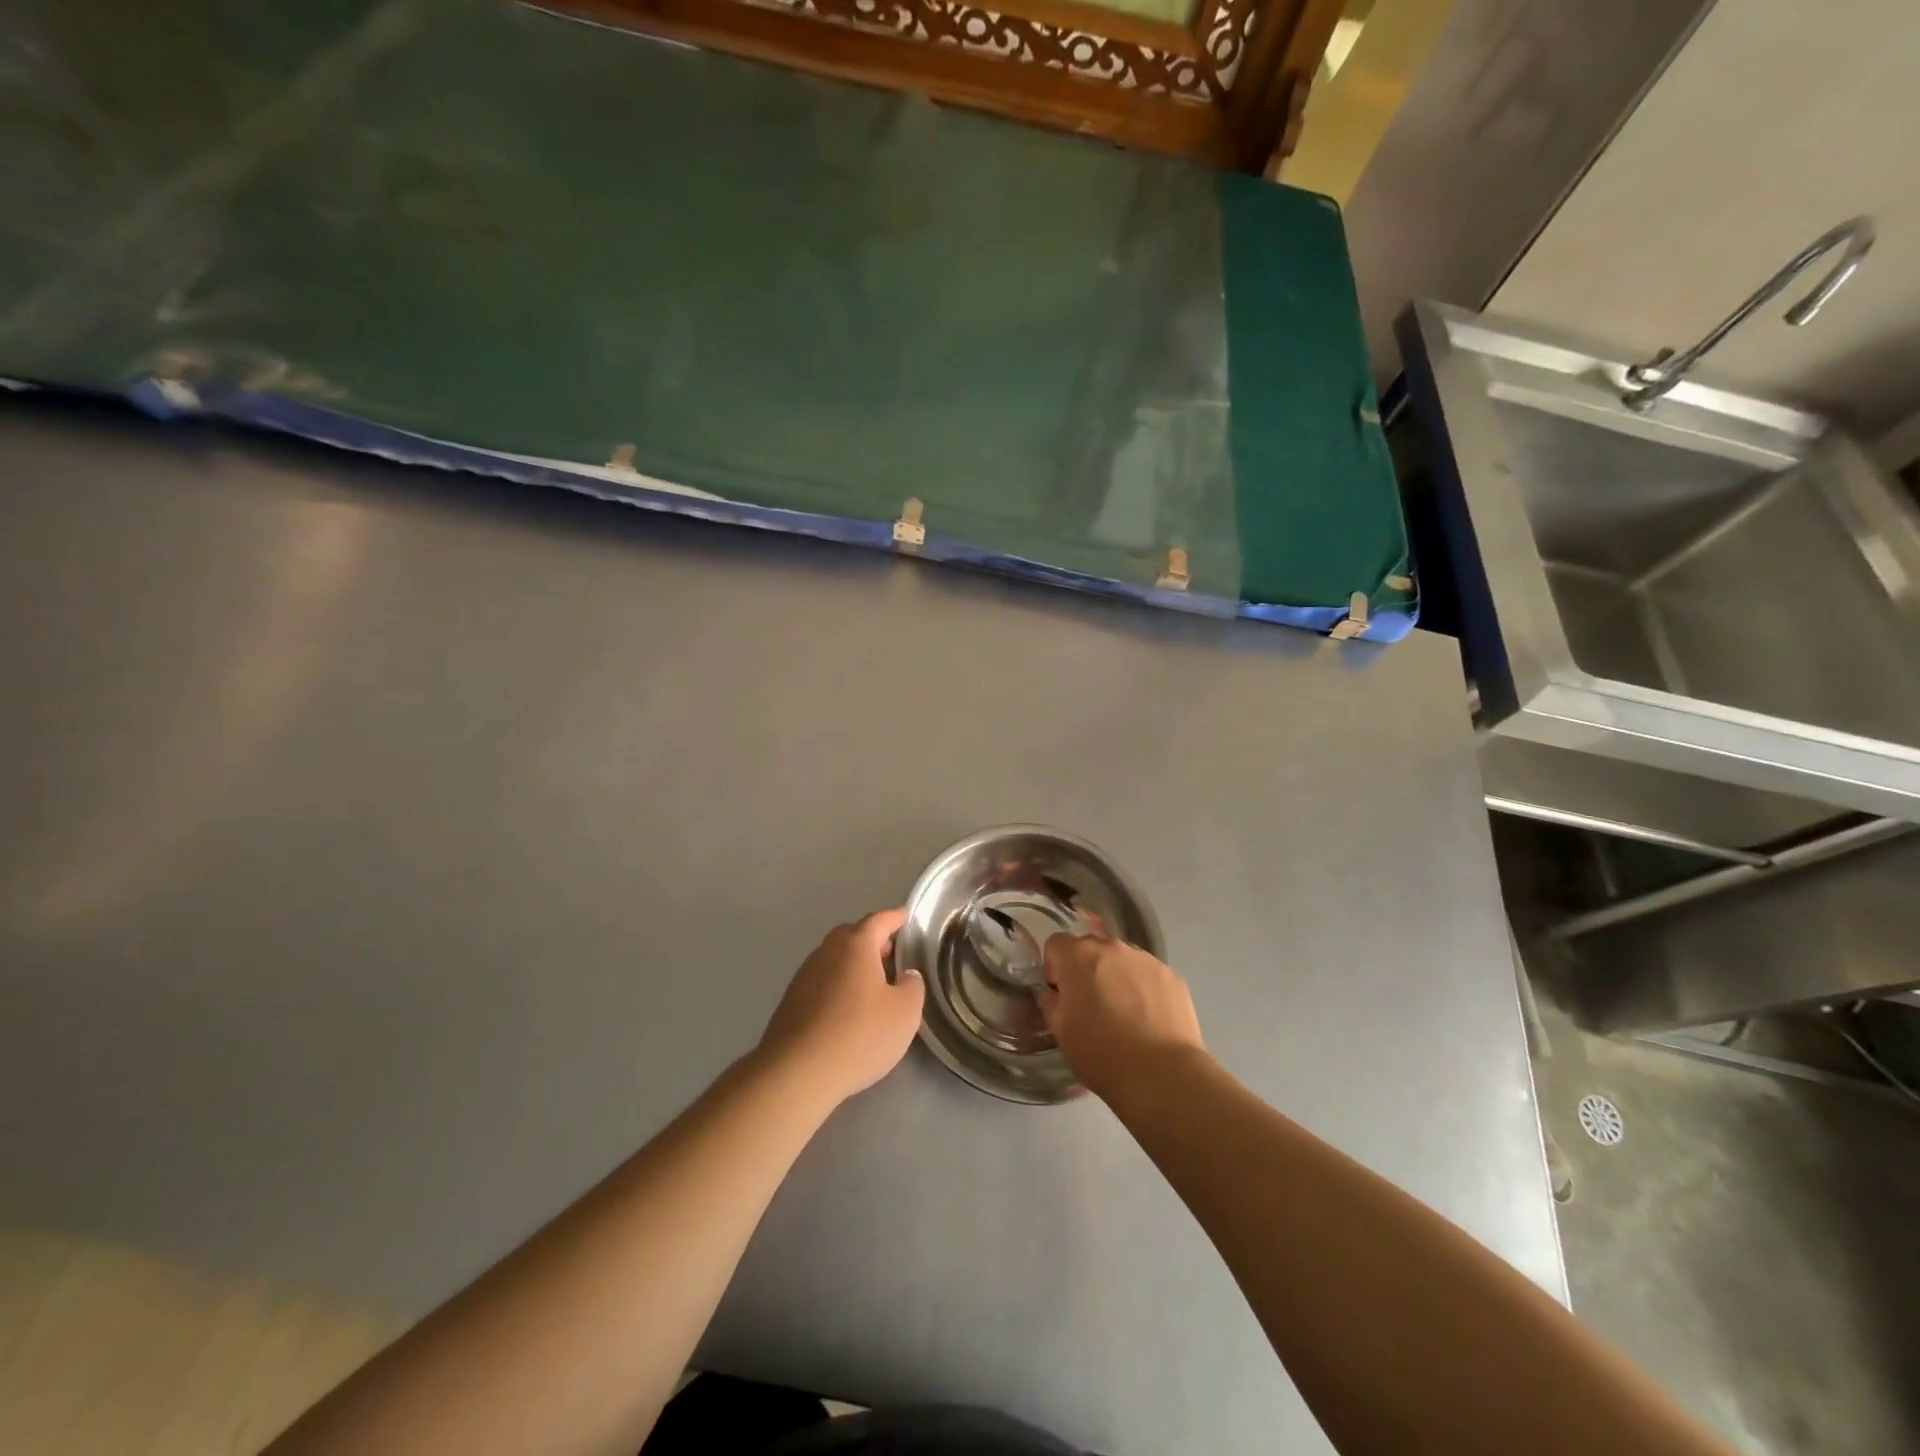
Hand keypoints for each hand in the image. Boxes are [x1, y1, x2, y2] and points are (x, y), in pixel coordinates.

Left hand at [756, 909, 924, 1109]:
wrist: (796, 1073)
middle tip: (893, 956)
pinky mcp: (791, 1001)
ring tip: (873, 986)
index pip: (879, 920)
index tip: (907, 918)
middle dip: (873, 941)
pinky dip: (838, 986)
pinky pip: (822, 982)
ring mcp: (804, 976)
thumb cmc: (859, 1035)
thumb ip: (912, 986)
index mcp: (855, 945)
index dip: (896, 918)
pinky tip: (847, 1010)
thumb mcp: (904, 1013)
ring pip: (835, 959)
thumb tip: (905, 976)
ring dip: (854, 966)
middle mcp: (826, 952)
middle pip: (853, 936)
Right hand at [1038, 935, 1204, 1101]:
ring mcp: (1146, 960)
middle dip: (1086, 970)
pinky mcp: (1172, 977)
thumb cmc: (1100, 1053)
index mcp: (1078, 956)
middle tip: (1092, 1006)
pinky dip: (1144, 990)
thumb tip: (1054, 994)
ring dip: (1116, 977)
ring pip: (1122, 961)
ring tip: (1125, 1015)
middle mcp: (1112, 947)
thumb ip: (1051, 1003)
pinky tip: (1149, 1021)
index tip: (1061, 995)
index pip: (1056, 944)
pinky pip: (1148, 976)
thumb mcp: (1061, 1032)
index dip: (1054, 968)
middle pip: (1091, 948)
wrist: (1161, 1074)